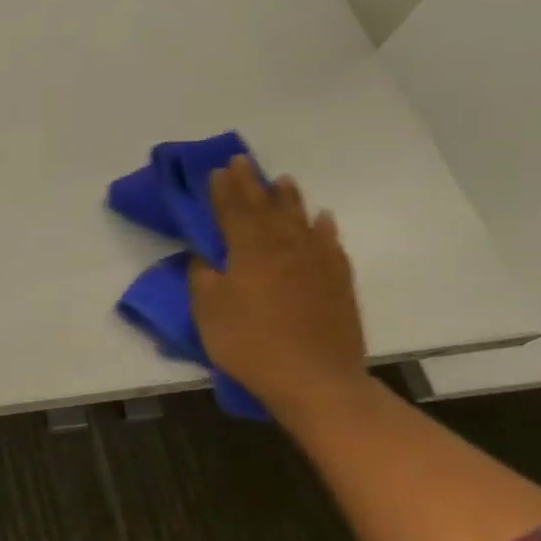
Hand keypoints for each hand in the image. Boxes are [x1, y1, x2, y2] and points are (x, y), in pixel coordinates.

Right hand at [188, 158, 367, 418]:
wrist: (314, 379)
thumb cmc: (249, 343)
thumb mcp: (208, 311)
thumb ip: (203, 278)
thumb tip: (205, 257)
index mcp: (249, 252)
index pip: (233, 212)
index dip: (223, 191)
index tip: (217, 170)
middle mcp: (285, 248)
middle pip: (266, 209)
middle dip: (251, 185)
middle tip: (243, 161)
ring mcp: (316, 264)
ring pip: (300, 220)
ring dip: (288, 199)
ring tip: (281, 180)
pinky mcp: (338, 282)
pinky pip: (330, 245)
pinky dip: (323, 228)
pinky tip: (321, 219)